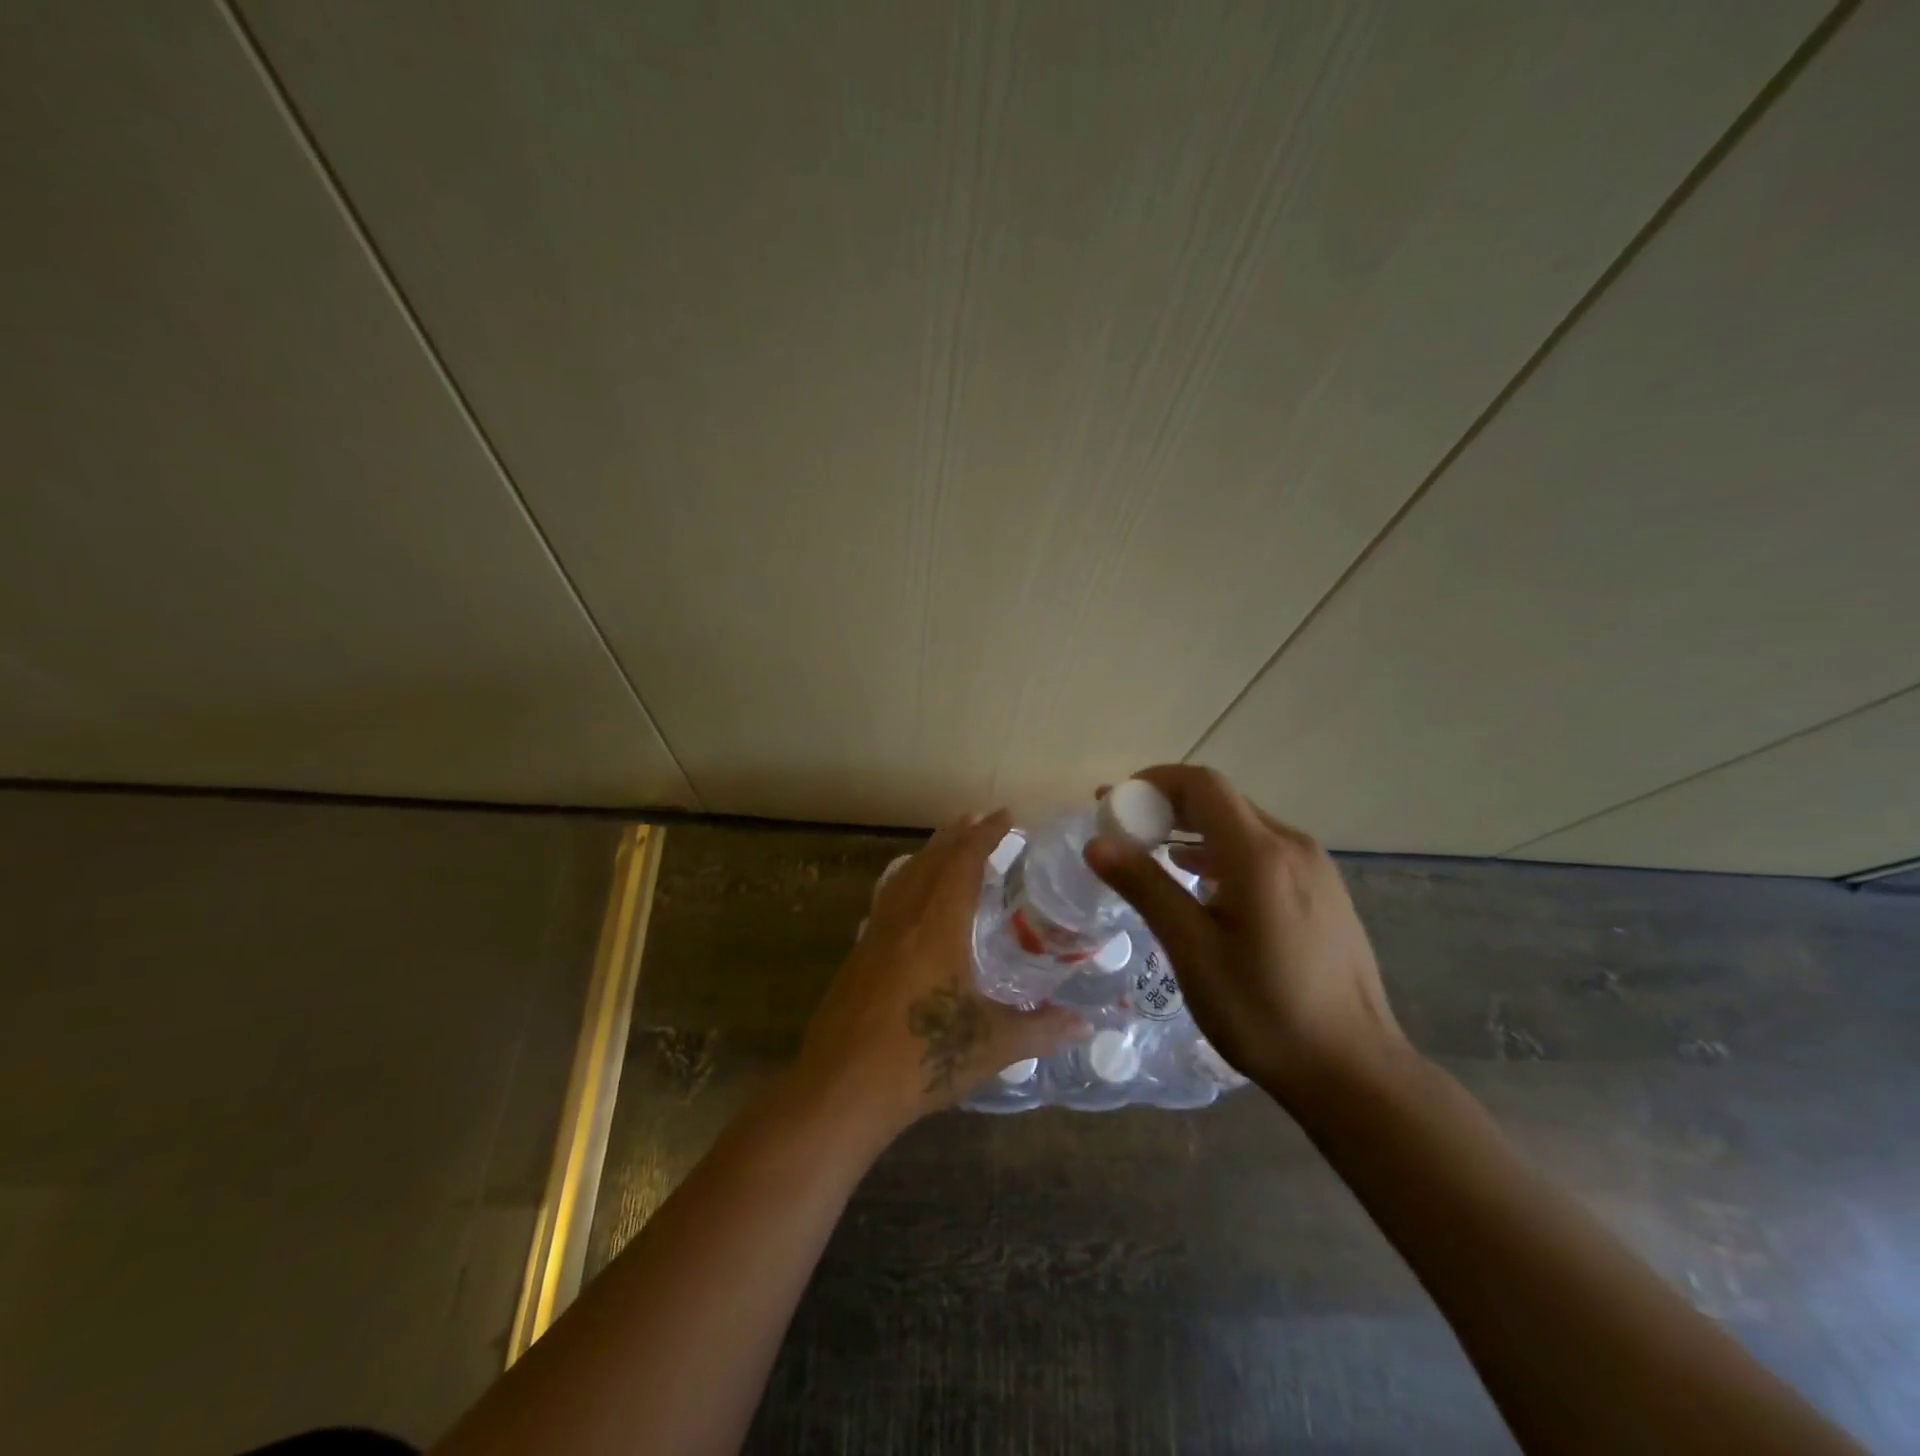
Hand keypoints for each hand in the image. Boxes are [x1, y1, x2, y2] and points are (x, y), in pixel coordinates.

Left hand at [793, 810, 1084, 1137]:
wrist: (841, 1090)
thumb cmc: (922, 1060)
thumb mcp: (991, 1046)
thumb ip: (1041, 1029)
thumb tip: (1086, 1026)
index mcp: (937, 928)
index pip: (963, 864)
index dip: (985, 835)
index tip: (1005, 815)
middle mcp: (903, 920)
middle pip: (930, 861)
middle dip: (956, 836)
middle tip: (978, 820)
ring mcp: (873, 936)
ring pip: (902, 877)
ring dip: (927, 854)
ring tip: (946, 845)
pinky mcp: (856, 957)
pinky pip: (885, 900)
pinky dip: (904, 882)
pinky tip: (907, 897)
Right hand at [1084, 765, 1405, 1103]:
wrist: (1354, 1070)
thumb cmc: (1265, 1012)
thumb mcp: (1193, 951)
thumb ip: (1146, 888)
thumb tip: (1097, 843)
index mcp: (1259, 854)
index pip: (1201, 785)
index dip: (1152, 782)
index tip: (1113, 803)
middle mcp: (1292, 846)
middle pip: (1221, 800)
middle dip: (1166, 805)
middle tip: (1122, 829)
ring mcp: (1314, 868)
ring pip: (1243, 825)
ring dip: (1193, 828)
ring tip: (1151, 852)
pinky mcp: (1323, 891)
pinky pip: (1263, 850)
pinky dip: (1221, 850)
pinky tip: (1201, 881)